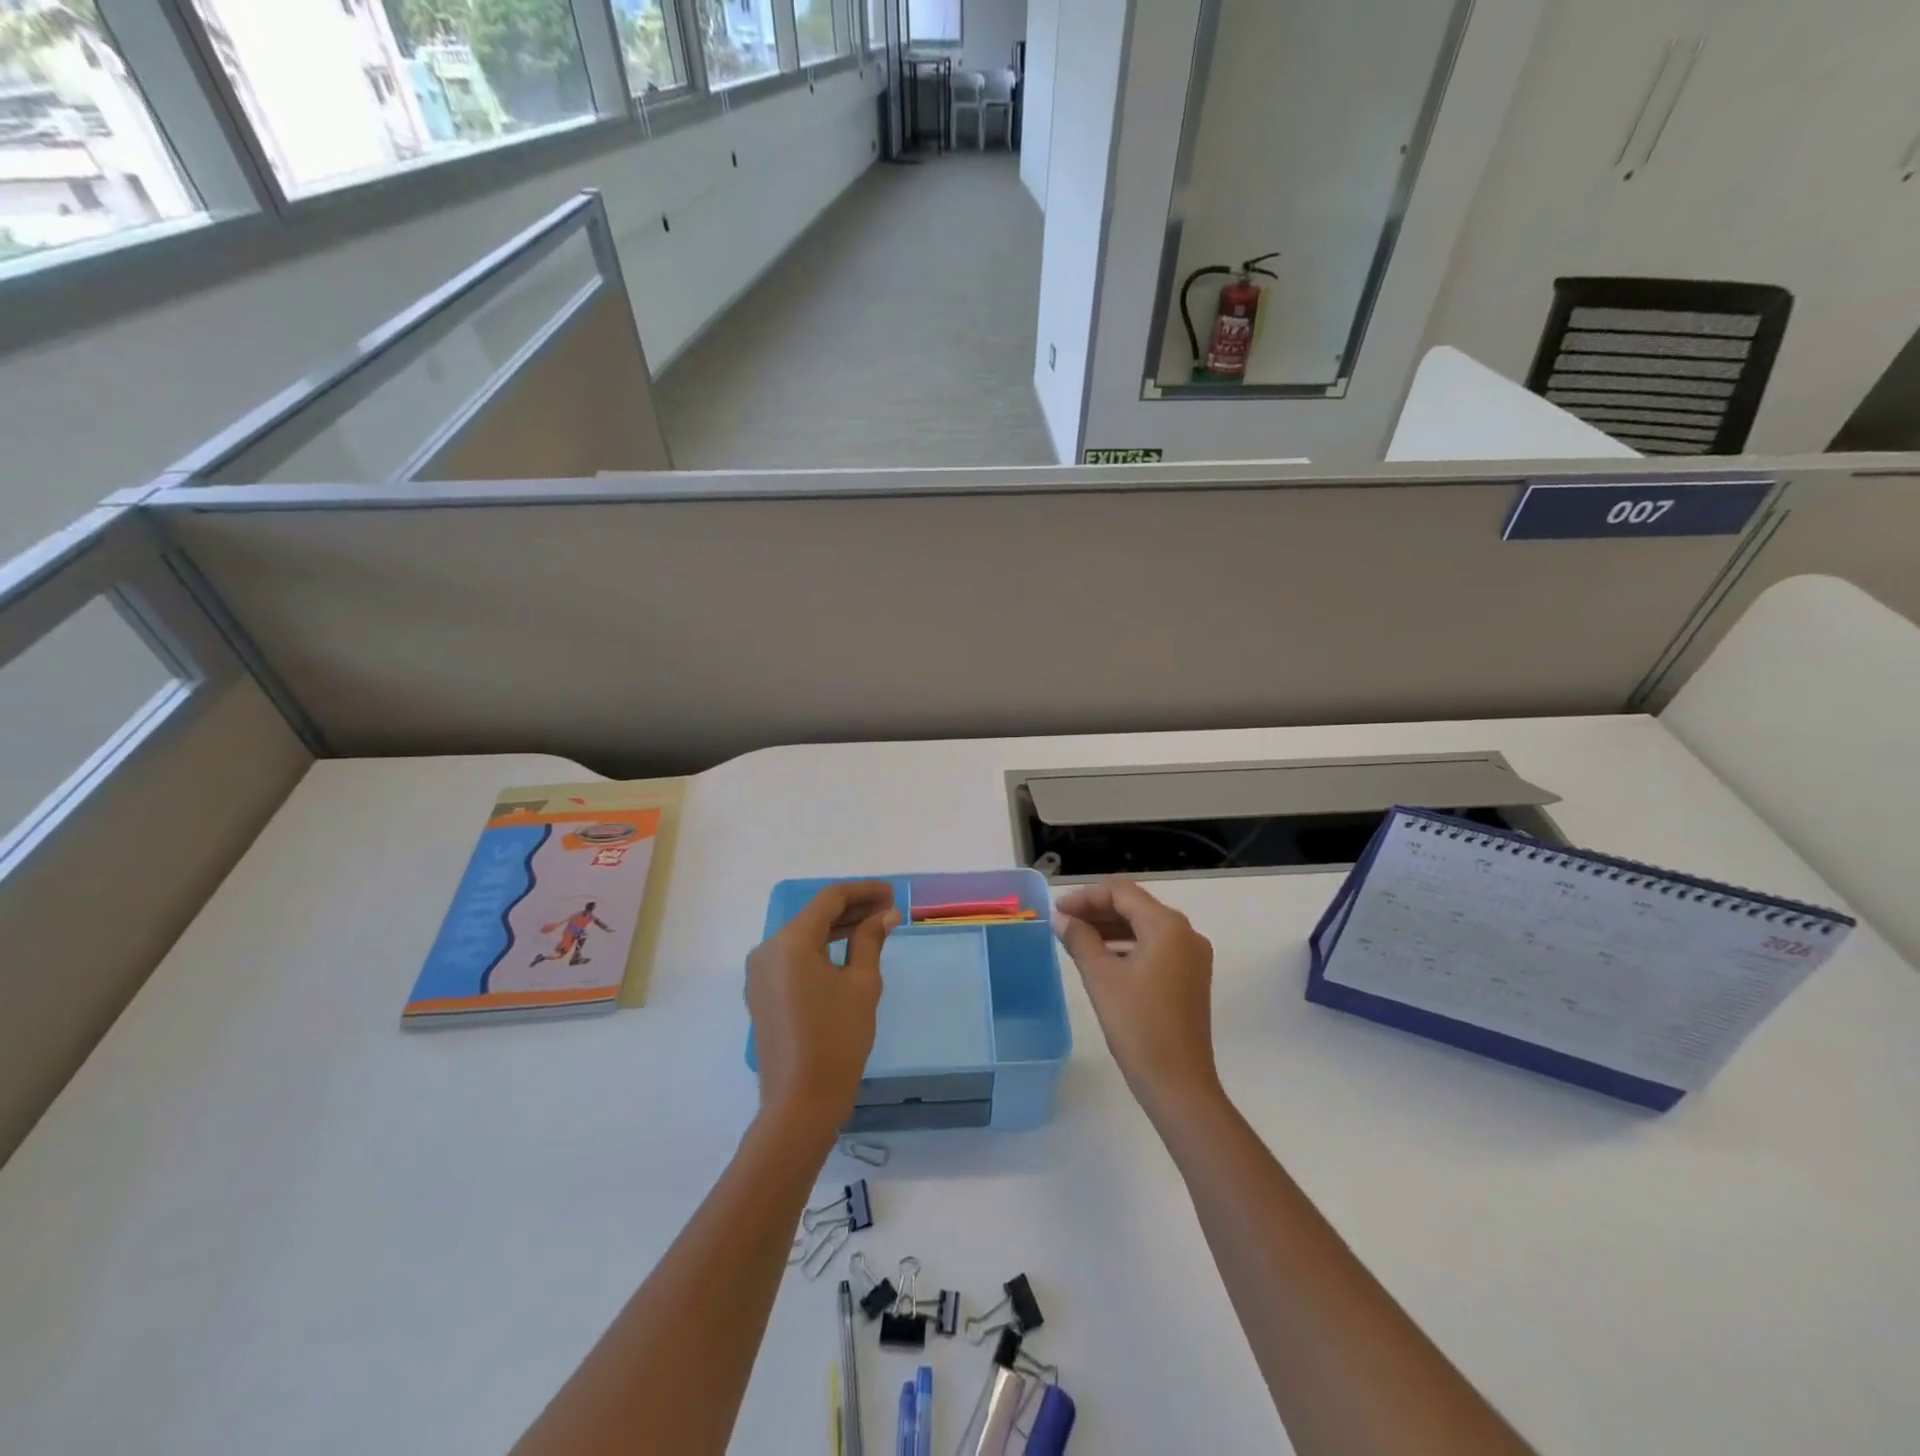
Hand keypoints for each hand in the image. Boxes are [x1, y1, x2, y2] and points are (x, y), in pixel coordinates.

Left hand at [746, 881, 898, 1135]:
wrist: (801, 1101)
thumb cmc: (837, 1038)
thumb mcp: (862, 984)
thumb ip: (870, 940)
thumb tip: (885, 914)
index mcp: (790, 942)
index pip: (829, 899)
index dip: (862, 891)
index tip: (891, 893)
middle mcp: (768, 949)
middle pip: (814, 916)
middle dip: (852, 908)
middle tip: (888, 909)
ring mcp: (760, 973)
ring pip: (804, 937)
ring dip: (837, 928)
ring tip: (874, 927)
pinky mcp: (762, 993)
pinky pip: (794, 958)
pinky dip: (821, 950)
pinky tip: (847, 952)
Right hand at [1054, 878, 1222, 1119]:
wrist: (1178, 1083)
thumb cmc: (1137, 1024)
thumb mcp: (1101, 977)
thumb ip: (1080, 939)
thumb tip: (1062, 918)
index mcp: (1168, 926)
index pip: (1122, 893)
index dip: (1086, 897)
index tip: (1058, 910)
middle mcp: (1187, 933)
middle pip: (1136, 906)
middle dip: (1097, 910)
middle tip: (1063, 922)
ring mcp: (1192, 957)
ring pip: (1145, 927)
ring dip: (1111, 928)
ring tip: (1076, 938)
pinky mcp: (1191, 978)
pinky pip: (1155, 947)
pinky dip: (1127, 946)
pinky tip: (1102, 958)